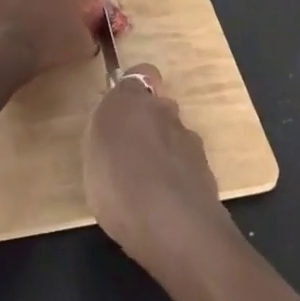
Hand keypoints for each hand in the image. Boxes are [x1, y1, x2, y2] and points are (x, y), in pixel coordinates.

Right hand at [83, 63, 234, 275]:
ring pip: (175, 138)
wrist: (174, 226)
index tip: (120, 112)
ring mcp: (190, 143)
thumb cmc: (119, 182)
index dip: (133, 90)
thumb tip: (116, 124)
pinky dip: (177, 180)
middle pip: (159, 108)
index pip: (141, 74)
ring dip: (164, 154)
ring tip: (146, 187)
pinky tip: (164, 207)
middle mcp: (166, 112)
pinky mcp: (207, 175)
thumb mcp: (92, 152)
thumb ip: (105, 130)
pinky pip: (186, 169)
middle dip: (149, 125)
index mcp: (132, 99)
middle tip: (129, 155)